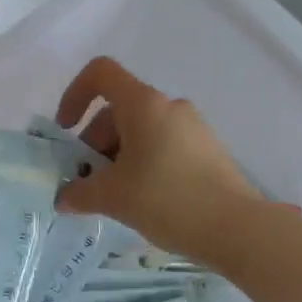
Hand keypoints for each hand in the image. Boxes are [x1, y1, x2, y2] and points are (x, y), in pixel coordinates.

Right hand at [55, 57, 261, 261]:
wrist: (237, 228)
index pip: (101, 73)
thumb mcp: (113, 197)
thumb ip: (80, 193)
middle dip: (94, 143)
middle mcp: (169, 106)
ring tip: (114, 197)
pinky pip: (162, 146)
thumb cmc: (167, 200)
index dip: (75, 95)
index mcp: (143, 104)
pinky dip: (142, 164)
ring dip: (117, 157)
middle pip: (118, 110)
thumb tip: (64, 198)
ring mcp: (192, 127)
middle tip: (88, 182)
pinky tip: (143, 201)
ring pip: (140, 131)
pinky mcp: (207, 150)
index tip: (67, 131)